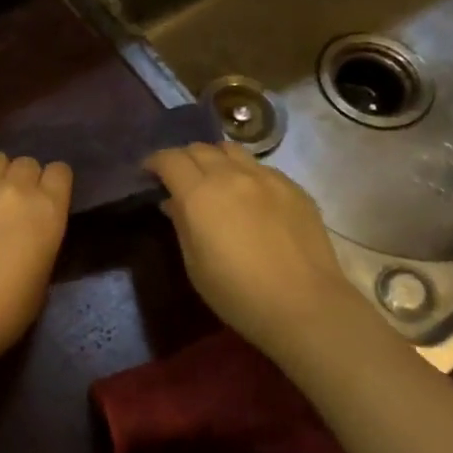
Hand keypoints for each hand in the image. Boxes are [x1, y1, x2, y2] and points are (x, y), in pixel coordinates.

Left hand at [0, 152, 72, 374]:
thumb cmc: (6, 311)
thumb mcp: (42, 272)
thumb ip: (41, 236)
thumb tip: (30, 228)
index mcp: (47, 209)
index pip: (59, 171)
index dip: (53, 184)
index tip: (46, 199)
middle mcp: (15, 188)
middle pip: (26, 163)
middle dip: (23, 180)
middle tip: (13, 206)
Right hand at [145, 142, 358, 363]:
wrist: (303, 304)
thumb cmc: (237, 293)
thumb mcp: (194, 264)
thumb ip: (181, 224)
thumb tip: (173, 202)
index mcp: (199, 194)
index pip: (170, 159)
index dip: (155, 162)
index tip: (149, 174)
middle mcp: (231, 175)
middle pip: (199, 148)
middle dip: (183, 159)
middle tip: (179, 178)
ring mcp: (267, 177)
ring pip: (232, 150)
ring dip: (215, 159)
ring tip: (214, 180)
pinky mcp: (294, 187)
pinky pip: (261, 168)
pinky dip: (245, 173)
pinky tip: (250, 198)